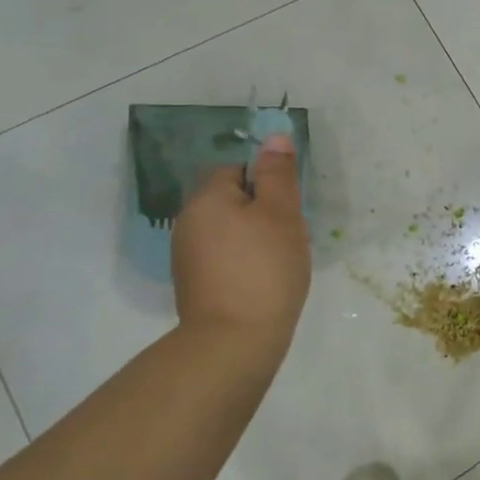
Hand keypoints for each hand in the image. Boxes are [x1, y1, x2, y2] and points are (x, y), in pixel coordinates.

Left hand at [170, 134, 310, 355]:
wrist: (234, 343)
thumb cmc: (264, 268)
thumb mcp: (281, 213)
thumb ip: (278, 173)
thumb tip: (274, 136)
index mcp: (206, 199)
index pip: (237, 170)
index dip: (268, 183)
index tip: (289, 208)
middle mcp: (188, 223)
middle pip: (233, 200)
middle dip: (264, 212)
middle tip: (292, 235)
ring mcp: (188, 258)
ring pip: (230, 231)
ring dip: (256, 238)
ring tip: (282, 262)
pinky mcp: (195, 286)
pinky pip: (225, 259)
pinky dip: (245, 263)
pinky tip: (265, 282)